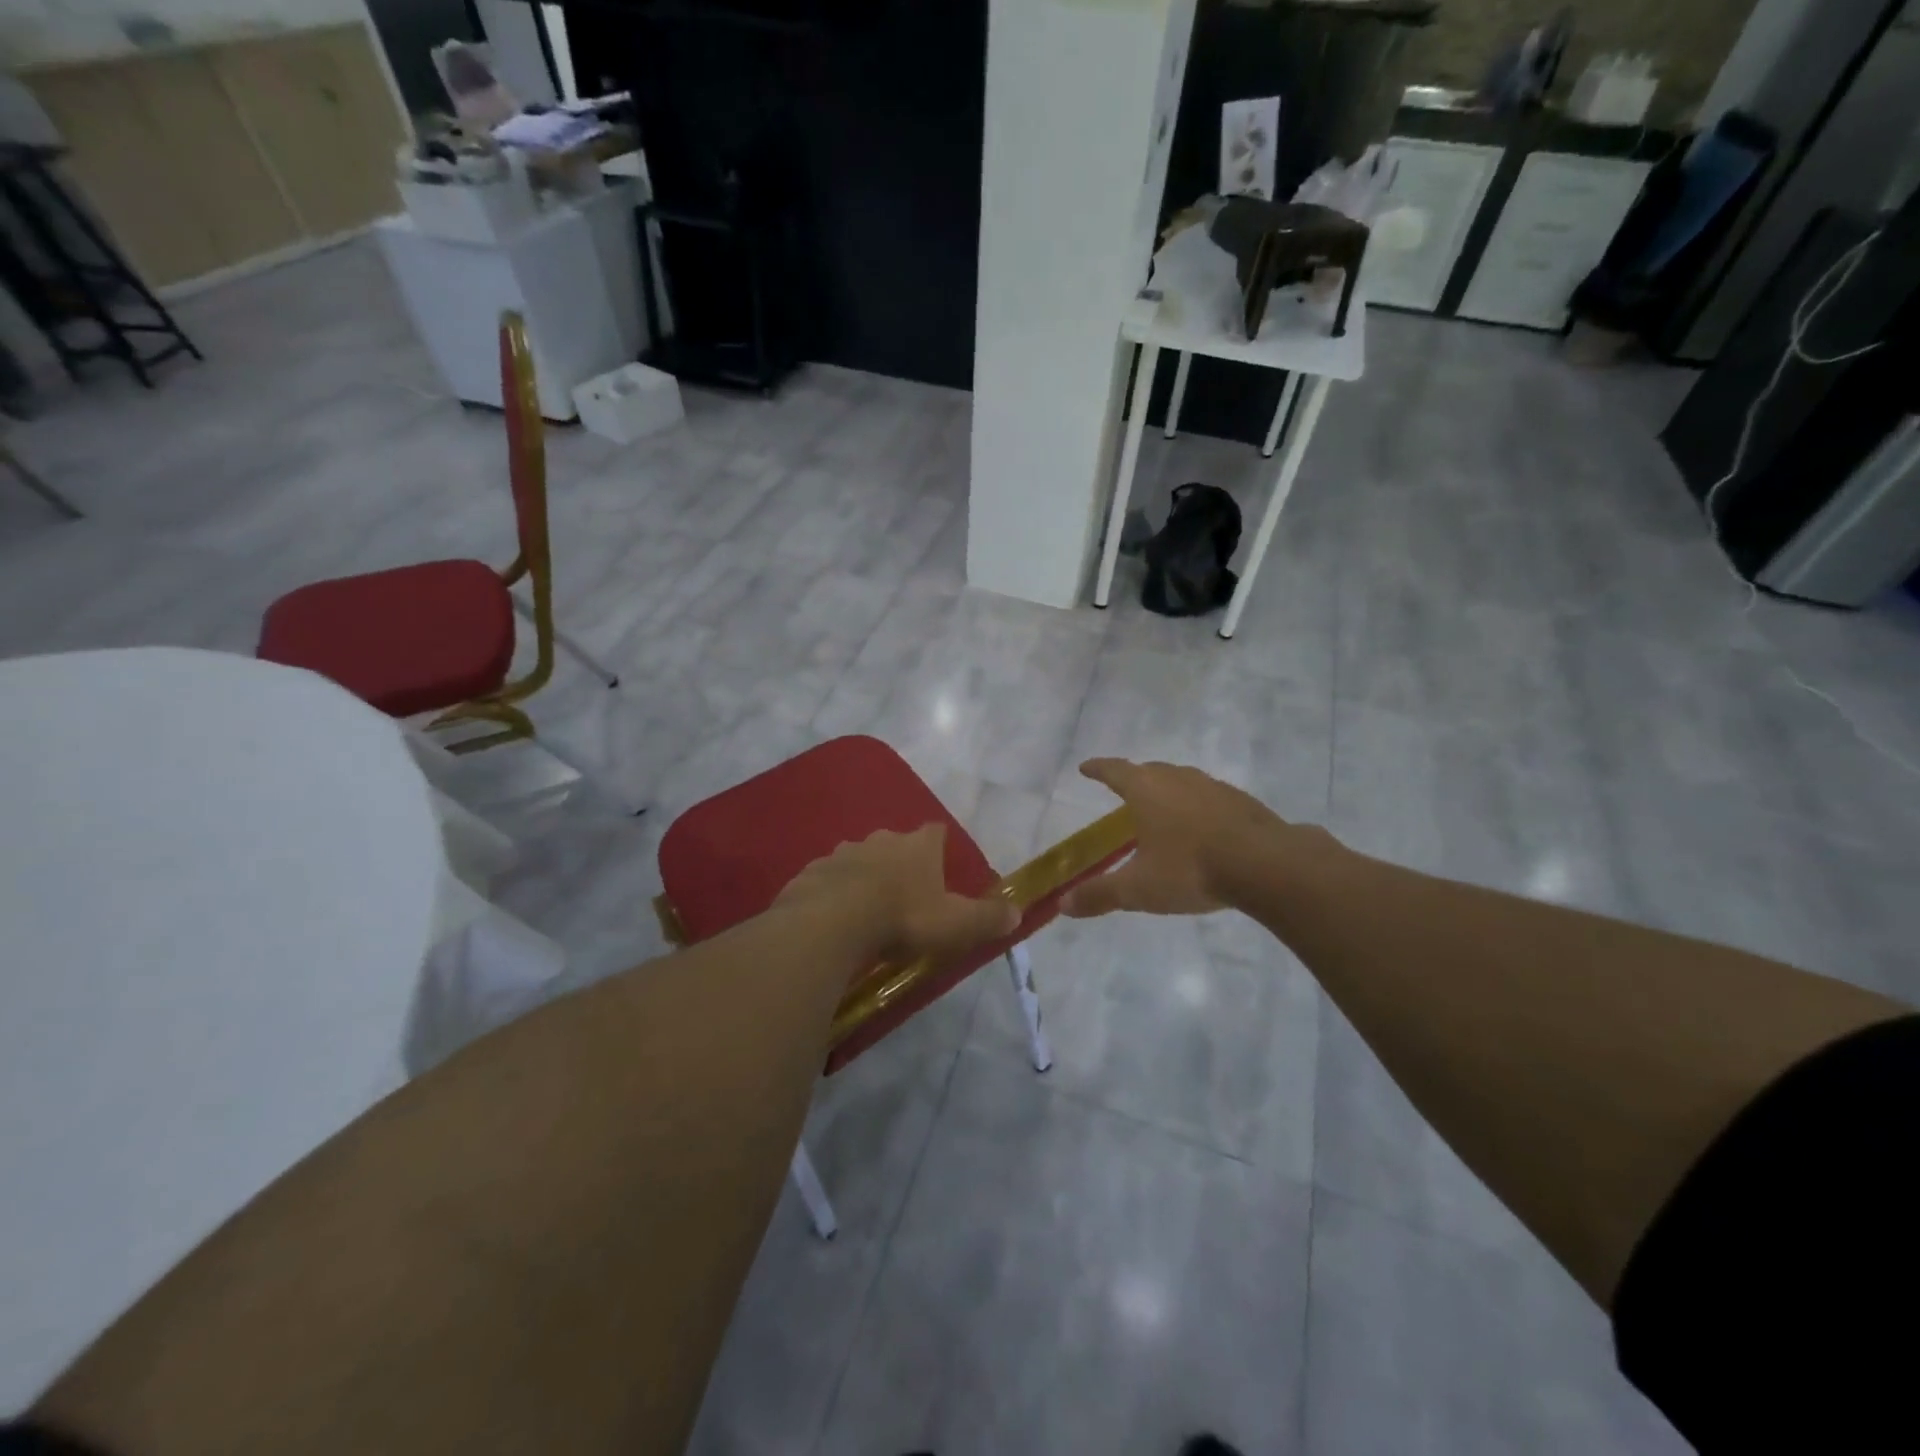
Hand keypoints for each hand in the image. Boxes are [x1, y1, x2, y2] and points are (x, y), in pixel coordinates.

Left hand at [777, 824, 1019, 966]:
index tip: (942, 865)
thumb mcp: (955, 924)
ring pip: (860, 858)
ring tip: (868, 908)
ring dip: (865, 876)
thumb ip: (987, 918)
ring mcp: (843, 852)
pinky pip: (829, 877)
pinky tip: (835, 916)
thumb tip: (1017, 913)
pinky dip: (835, 891)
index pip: (935, 832)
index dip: (940, 846)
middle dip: (901, 862)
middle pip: (895, 843)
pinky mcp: (813, 871)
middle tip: (905, 894)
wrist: (832, 922)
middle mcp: (881, 839)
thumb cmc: (903, 918)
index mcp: (918, 846)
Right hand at [1060, 758, 1288, 917]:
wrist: (1265, 864)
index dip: (1098, 769)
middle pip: (1149, 770)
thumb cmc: (1190, 869)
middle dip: (1133, 777)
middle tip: (1124, 790)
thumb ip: (1100, 894)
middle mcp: (1177, 779)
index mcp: (1146, 790)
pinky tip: (1202, 826)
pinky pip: (1208, 796)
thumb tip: (1063, 904)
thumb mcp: (1139, 889)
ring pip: (1181, 780)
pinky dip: (1196, 805)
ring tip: (1163, 807)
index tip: (1085, 768)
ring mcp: (1212, 787)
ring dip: (1167, 789)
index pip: (1115, 771)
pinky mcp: (1240, 801)